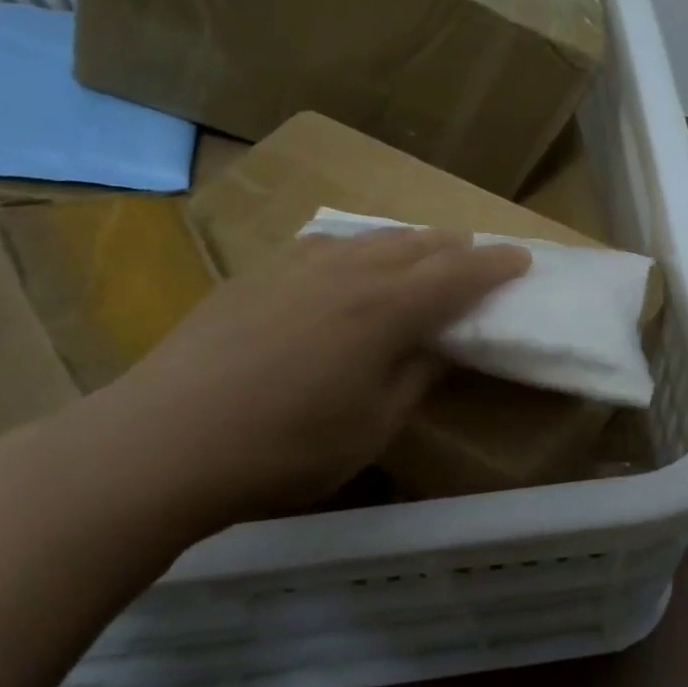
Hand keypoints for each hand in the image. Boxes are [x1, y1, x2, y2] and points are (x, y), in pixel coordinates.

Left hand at [69, 227, 529, 529]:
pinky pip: (325, 246)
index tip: (521, 258)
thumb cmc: (286, 447)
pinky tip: (346, 263)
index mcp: (387, 309)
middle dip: (455, 247)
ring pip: (369, 239)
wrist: (166, 440)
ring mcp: (297, 266)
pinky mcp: (257, 274)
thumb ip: (416, 377)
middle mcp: (349, 272)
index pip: (459, 273)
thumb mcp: (373, 426)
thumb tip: (440, 346)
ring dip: (408, 243)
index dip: (495, 265)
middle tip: (477, 254)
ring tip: (422, 251)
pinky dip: (356, 248)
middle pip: (417, 245)